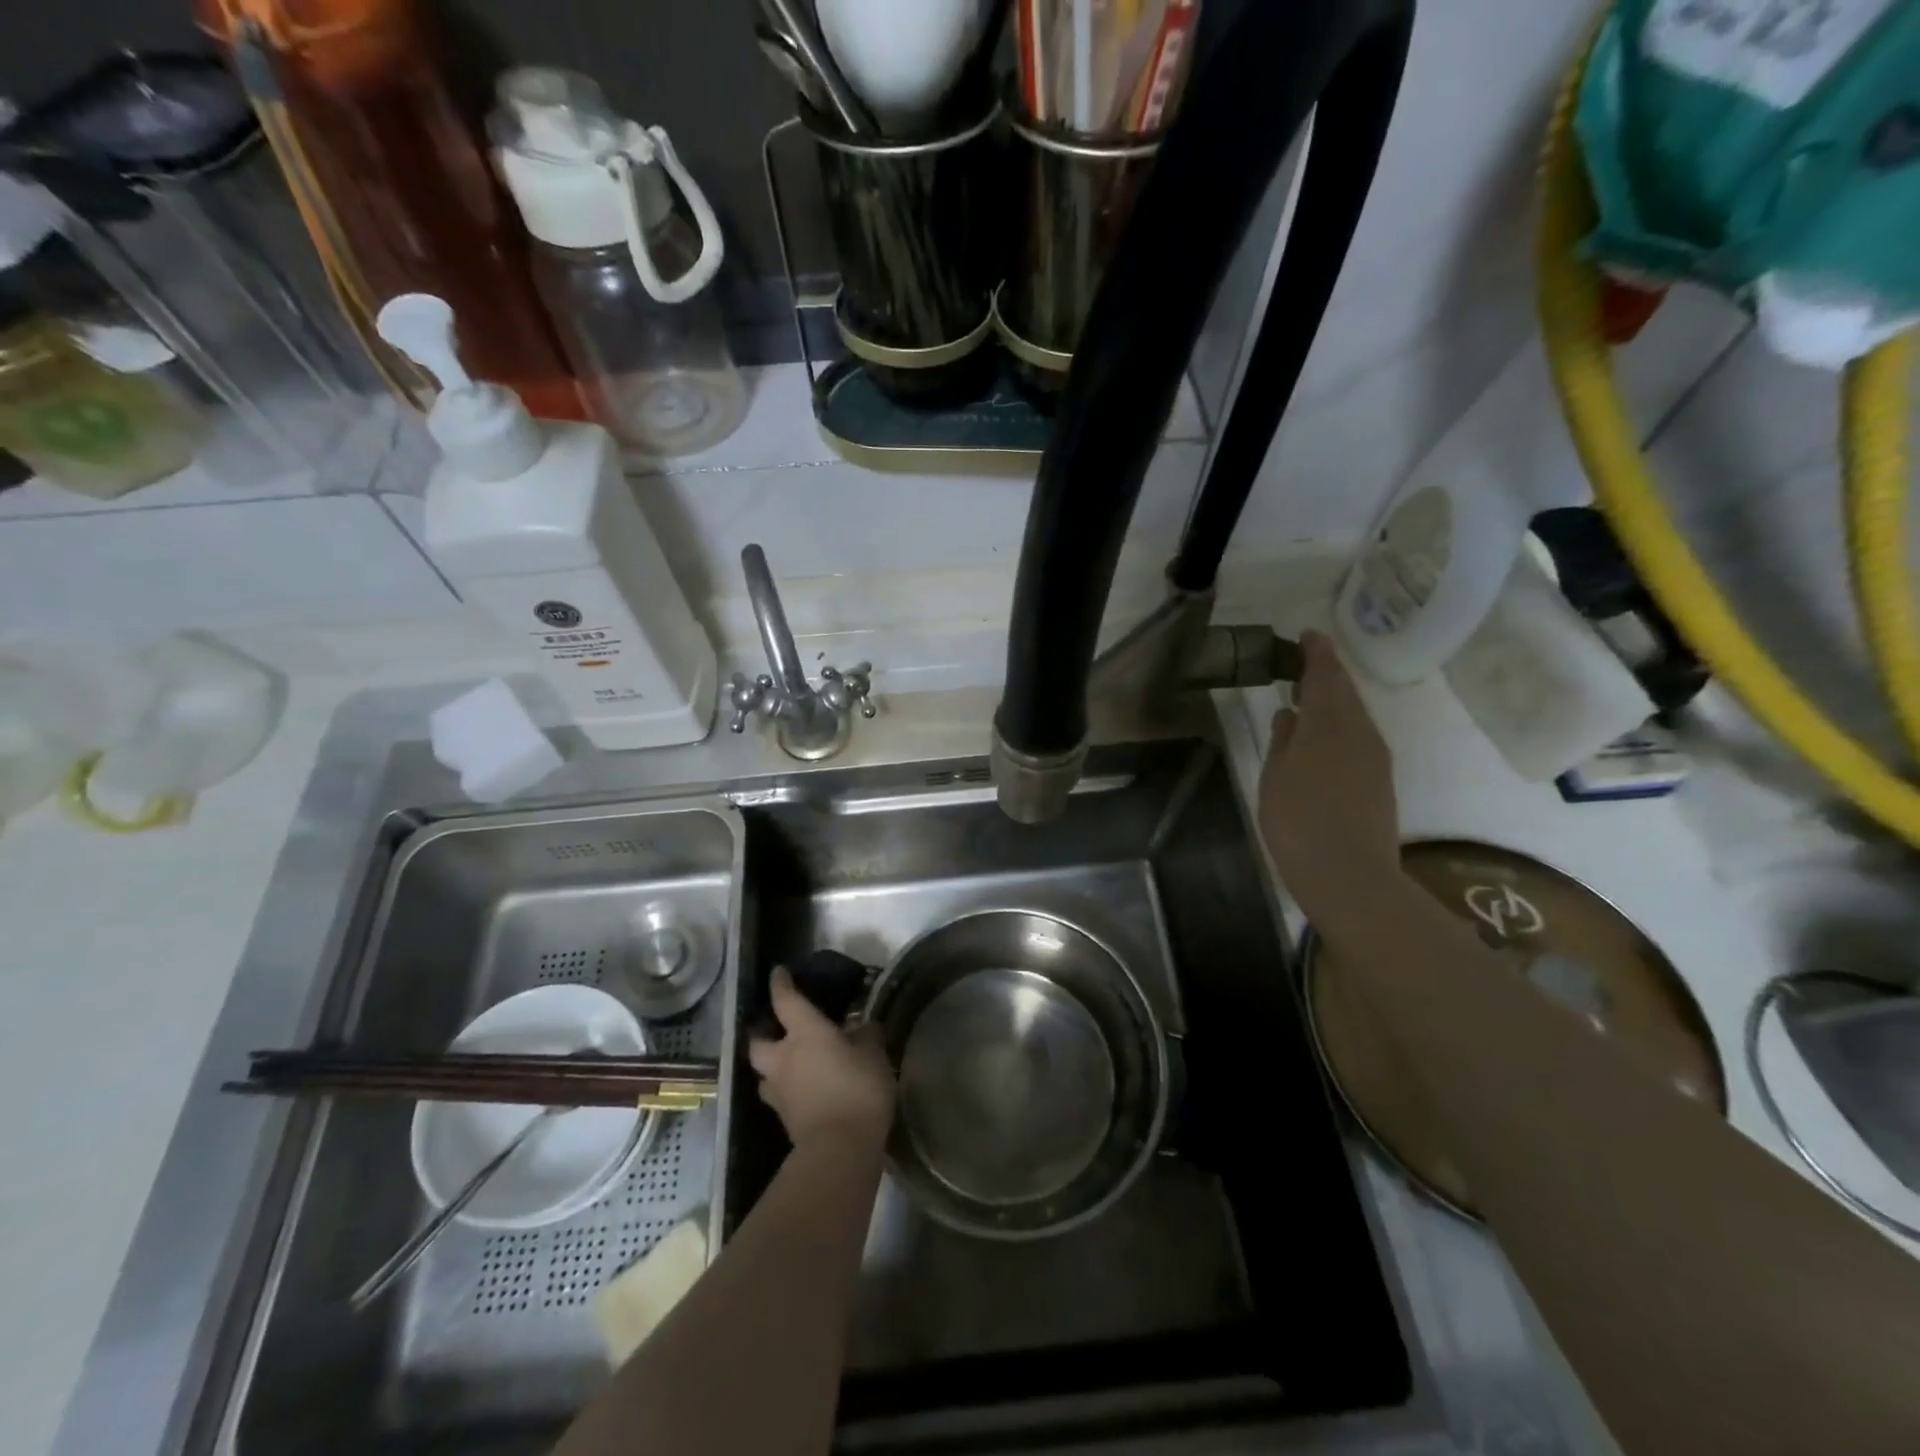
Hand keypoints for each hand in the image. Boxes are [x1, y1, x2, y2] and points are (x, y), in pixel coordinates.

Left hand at [747, 966, 894, 1152]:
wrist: (840, 1150)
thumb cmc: (857, 1089)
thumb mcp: (874, 1054)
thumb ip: (867, 1036)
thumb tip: (864, 1026)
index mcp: (805, 1034)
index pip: (786, 1001)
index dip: (780, 984)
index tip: (778, 973)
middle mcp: (784, 1059)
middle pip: (758, 1043)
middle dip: (762, 1034)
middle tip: (775, 1029)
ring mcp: (780, 1093)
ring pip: (765, 1074)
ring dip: (773, 1067)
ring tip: (790, 1065)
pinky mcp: (785, 1120)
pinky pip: (780, 1098)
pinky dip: (789, 1091)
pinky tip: (805, 1091)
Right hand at [1258, 632, 1402, 932]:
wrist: (1349, 874)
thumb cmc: (1297, 821)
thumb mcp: (1275, 777)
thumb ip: (1283, 741)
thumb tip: (1290, 714)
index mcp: (1328, 724)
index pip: (1324, 676)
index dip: (1316, 654)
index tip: (1309, 635)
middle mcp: (1359, 732)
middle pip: (1345, 693)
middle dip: (1328, 674)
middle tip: (1306, 662)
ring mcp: (1375, 757)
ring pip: (1355, 715)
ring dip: (1335, 700)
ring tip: (1310, 697)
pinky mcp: (1380, 780)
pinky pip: (1360, 737)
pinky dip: (1342, 725)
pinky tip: (1325, 736)